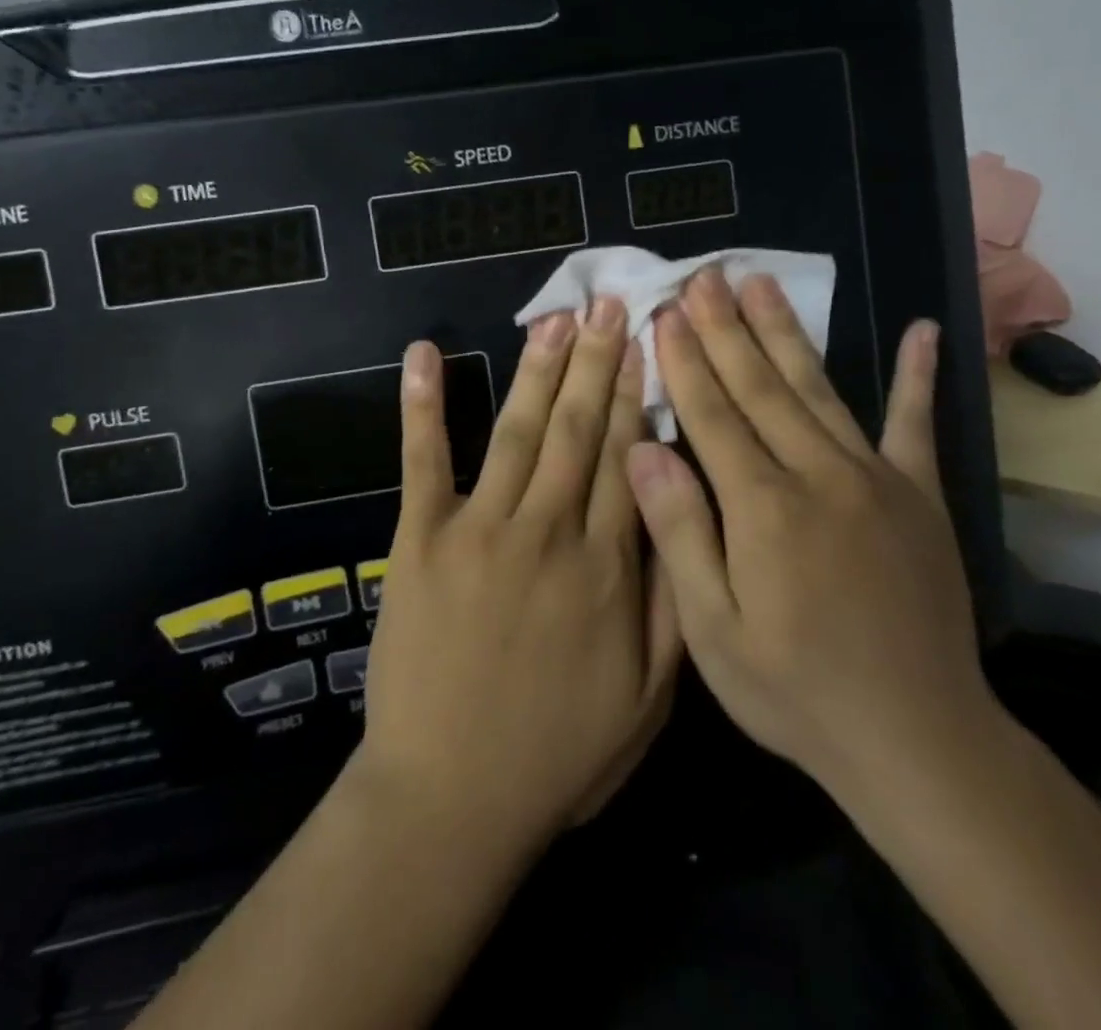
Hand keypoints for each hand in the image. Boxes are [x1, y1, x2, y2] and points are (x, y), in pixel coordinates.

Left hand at [356, 300, 680, 850]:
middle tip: (608, 304)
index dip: (637, 395)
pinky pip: (422, 460)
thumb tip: (679, 514)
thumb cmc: (557, 754)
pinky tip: (422, 354)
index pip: (628, 457)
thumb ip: (670, 601)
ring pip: (519, 430)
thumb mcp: (649, 699)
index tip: (646, 343)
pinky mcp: (421, 539)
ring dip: (537, 368)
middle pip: (579, 429)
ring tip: (556, 319)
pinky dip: (422, 404)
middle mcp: (548, 531)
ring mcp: (480, 529)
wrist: (450, 798)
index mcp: (607, 567)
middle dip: (596, 361)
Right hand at [626, 269, 998, 815]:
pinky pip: (916, 425)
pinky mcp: (919, 496)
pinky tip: (923, 329)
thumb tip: (642, 449)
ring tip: (761, 283)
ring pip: (819, 389)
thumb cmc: (796, 692)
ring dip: (785, 332)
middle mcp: (818, 476)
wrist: (917, 740)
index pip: (712, 414)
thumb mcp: (712, 631)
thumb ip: (679, 532)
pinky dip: (918, 376)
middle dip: (726, 328)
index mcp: (762, 508)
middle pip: (761, 386)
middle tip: (706, 275)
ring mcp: (876, 479)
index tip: (666, 311)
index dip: (685, 360)